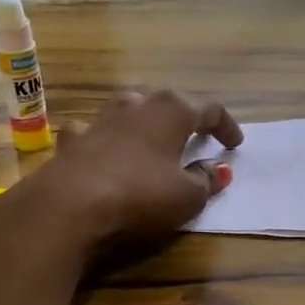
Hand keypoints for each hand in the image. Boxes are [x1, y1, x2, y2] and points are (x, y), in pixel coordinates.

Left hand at [8, 90, 242, 254]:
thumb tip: (218, 169)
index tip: (235, 144)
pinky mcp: (72, 140)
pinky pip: (93, 131)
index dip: (226, 126)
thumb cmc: (141, 194)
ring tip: (152, 137)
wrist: (69, 204)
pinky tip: (103, 150)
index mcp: (172, 111)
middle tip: (194, 133)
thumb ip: (206, 180)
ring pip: (128, 108)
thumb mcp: (188, 196)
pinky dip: (104, 139)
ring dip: (144, 120)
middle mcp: (136, 104)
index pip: (209, 109)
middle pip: (166, 100)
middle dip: (183, 116)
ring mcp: (100, 119)